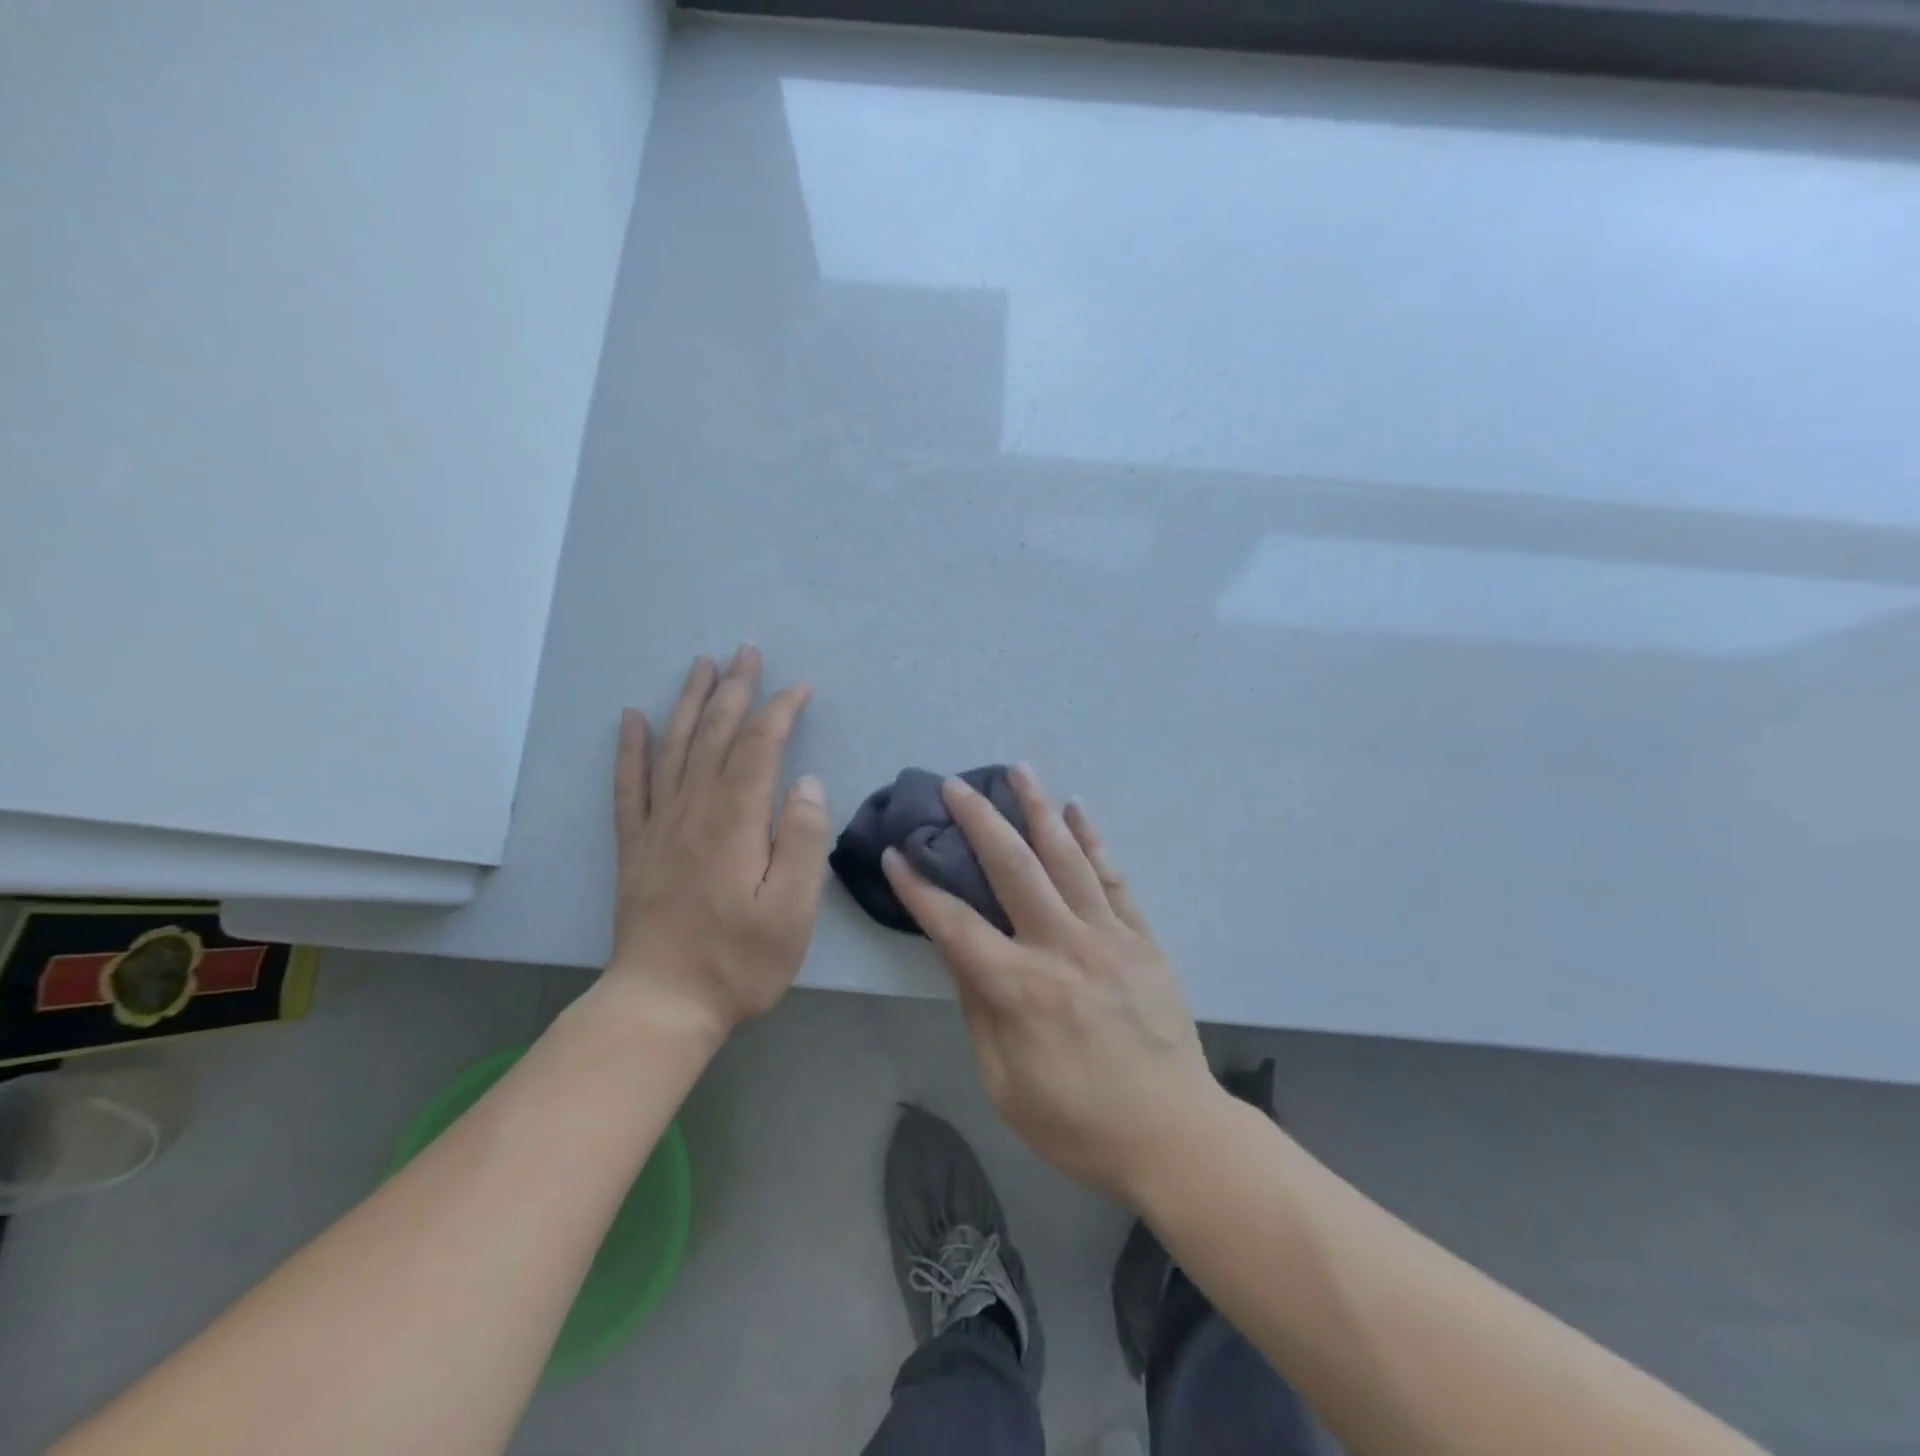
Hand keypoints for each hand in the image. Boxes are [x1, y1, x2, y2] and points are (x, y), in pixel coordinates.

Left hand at [606, 646, 829, 1045]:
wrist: (661, 1005)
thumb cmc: (739, 963)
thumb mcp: (791, 911)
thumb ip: (801, 841)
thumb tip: (805, 783)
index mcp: (734, 824)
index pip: (757, 749)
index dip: (777, 712)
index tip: (798, 688)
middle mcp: (693, 812)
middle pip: (713, 736)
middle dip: (733, 690)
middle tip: (746, 652)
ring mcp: (659, 828)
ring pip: (673, 748)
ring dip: (689, 702)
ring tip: (702, 665)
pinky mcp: (636, 848)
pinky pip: (629, 786)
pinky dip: (630, 748)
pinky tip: (632, 717)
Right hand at [882, 765, 1218, 1203]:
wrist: (1174, 1135)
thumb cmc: (1077, 1122)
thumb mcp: (1004, 1082)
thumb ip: (979, 1010)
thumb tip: (960, 954)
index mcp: (1017, 987)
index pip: (954, 923)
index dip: (919, 887)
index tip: (895, 853)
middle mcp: (1060, 946)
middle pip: (1012, 867)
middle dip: (979, 821)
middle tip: (956, 786)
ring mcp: (1106, 936)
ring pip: (1066, 857)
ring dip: (1038, 810)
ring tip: (1018, 770)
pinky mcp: (1141, 939)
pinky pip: (1112, 878)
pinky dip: (1092, 840)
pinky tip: (1076, 811)